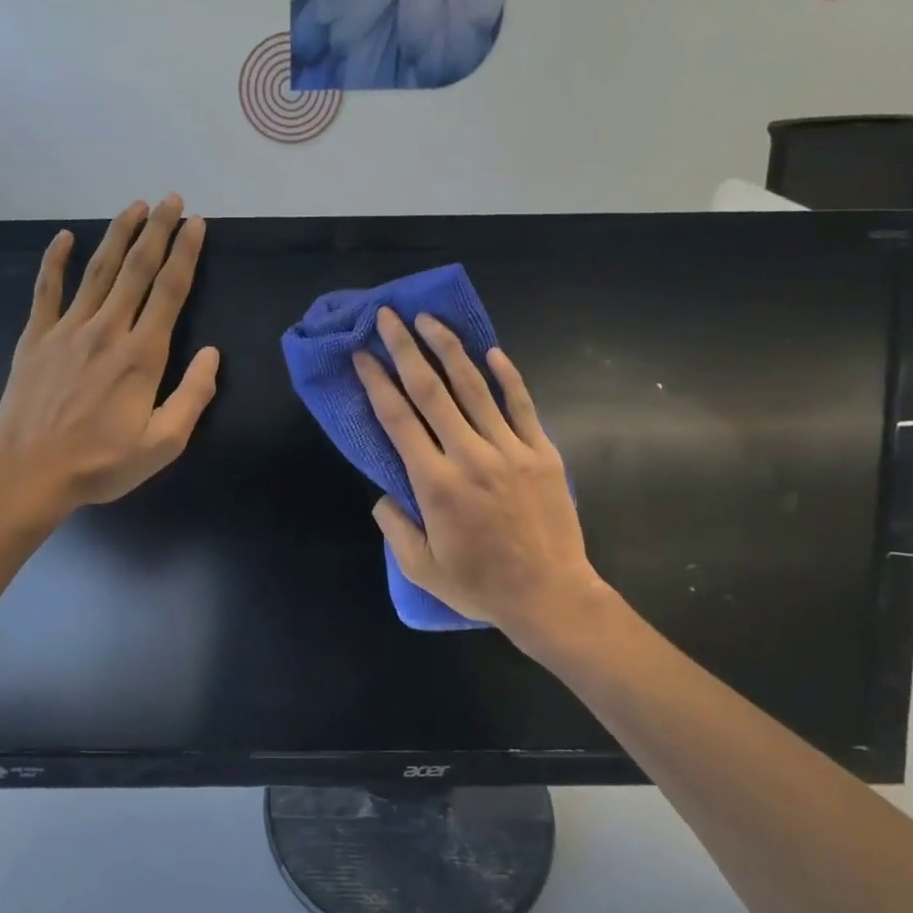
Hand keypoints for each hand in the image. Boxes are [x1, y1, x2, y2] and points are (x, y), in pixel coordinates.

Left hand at [0, 195, 219, 516]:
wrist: (30, 473)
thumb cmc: (101, 463)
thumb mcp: (162, 444)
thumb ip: (193, 397)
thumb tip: (212, 354)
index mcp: (141, 356)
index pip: (169, 291)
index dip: (186, 254)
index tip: (197, 225)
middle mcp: (106, 330)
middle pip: (136, 269)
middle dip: (158, 231)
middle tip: (172, 200)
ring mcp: (67, 330)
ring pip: (98, 270)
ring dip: (118, 234)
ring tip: (135, 206)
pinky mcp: (36, 337)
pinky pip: (47, 289)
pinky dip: (55, 260)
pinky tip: (65, 237)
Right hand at [354, 309, 609, 649]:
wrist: (550, 595)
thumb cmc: (480, 585)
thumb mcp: (421, 568)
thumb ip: (395, 528)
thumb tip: (383, 495)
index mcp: (435, 484)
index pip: (398, 420)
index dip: (376, 383)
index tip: (362, 355)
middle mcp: (469, 456)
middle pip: (431, 391)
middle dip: (405, 349)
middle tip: (388, 317)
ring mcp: (510, 450)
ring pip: (474, 388)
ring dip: (449, 349)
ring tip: (429, 320)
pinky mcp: (542, 452)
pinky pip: (522, 405)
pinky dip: (507, 376)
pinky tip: (492, 351)